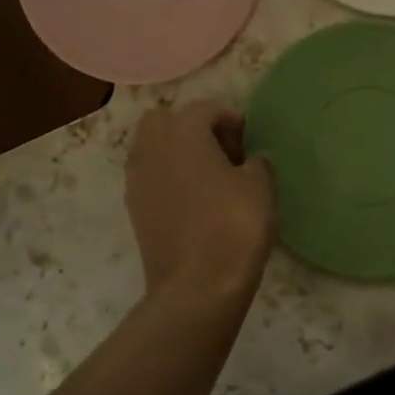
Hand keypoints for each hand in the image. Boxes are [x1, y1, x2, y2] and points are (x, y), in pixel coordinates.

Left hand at [125, 101, 275, 300]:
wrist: (197, 286)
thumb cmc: (233, 226)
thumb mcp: (261, 187)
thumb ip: (258, 162)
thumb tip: (251, 160)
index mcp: (182, 131)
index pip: (205, 109)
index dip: (231, 119)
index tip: (249, 140)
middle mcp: (151, 148)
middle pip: (165, 120)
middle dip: (191, 127)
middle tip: (221, 150)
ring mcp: (136, 179)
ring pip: (152, 148)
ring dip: (176, 152)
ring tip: (208, 176)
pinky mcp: (133, 209)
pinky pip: (149, 177)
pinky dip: (167, 178)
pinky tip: (193, 200)